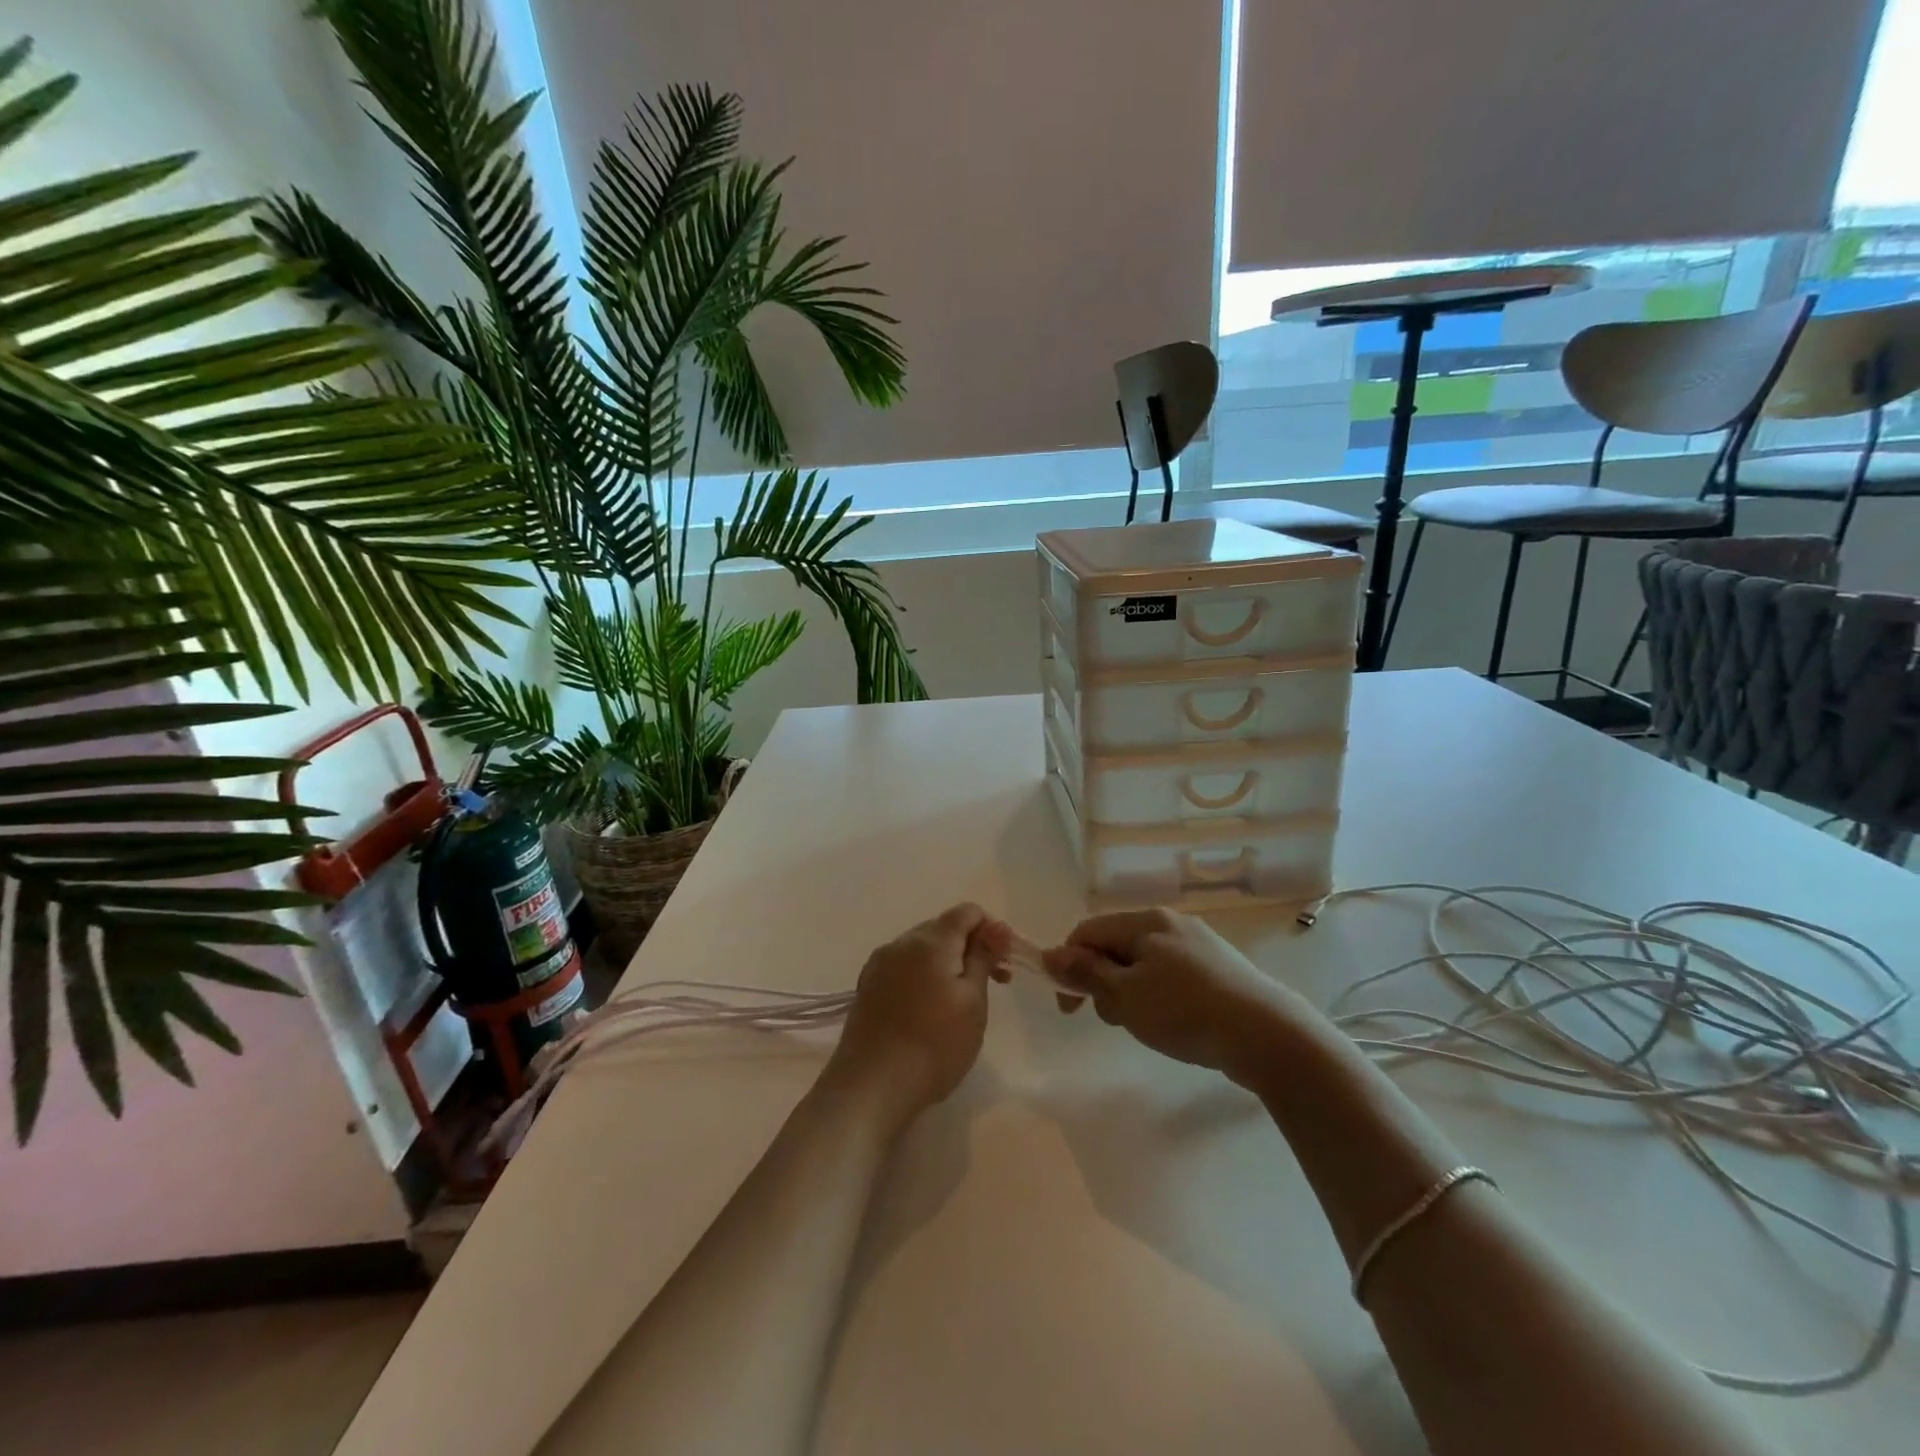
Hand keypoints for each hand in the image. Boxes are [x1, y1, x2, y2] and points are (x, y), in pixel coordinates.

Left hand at [825, 904, 1011, 1117]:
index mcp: (930, 940)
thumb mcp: (973, 1001)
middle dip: (970, 947)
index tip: (1003, 964)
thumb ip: (983, 957)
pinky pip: (903, 968)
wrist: (871, 1086)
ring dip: (947, 963)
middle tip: (992, 984)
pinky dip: (923, 977)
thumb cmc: (934, 1045)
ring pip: (922, 949)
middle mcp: (901, 942)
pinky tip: (928, 1010)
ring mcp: (879, 964)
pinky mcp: (867, 987)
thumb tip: (995, 927)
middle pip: (943, 928)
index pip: (967, 912)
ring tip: (960, 1002)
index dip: (991, 930)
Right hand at [1043, 908, 1297, 1080]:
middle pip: (1116, 946)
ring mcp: (1198, 944)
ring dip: (1131, 993)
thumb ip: (1085, 974)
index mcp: (1145, 921)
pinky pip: (1171, 976)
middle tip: (1116, 1019)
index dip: (1069, 966)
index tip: (1069, 1008)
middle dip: (1103, 982)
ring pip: (1143, 964)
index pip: (1088, 932)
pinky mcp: (1219, 969)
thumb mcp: (1125, 996)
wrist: (1267, 1035)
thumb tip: (1049, 955)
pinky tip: (1175, 1024)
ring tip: (1147, 1027)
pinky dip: (1159, 997)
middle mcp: (1170, 923)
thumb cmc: (1185, 1011)